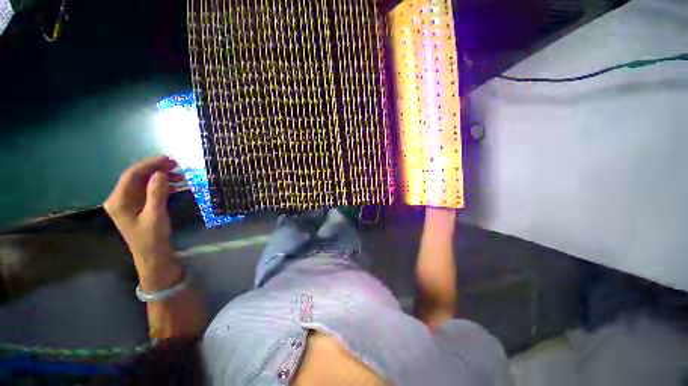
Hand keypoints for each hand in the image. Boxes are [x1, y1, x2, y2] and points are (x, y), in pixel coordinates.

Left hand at [104, 156, 182, 275]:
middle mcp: (120, 198)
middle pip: (137, 177)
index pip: (132, 175)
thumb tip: (160, 172)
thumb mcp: (155, 215)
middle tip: (176, 164)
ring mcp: (129, 202)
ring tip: (180, 174)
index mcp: (119, 200)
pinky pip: (149, 189)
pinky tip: (175, 184)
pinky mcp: (138, 205)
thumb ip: (156, 193)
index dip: (150, 164)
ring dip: (161, 176)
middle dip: (156, 168)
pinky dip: (162, 185)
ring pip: (144, 182)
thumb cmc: (152, 237)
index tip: (169, 159)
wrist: (152, 255)